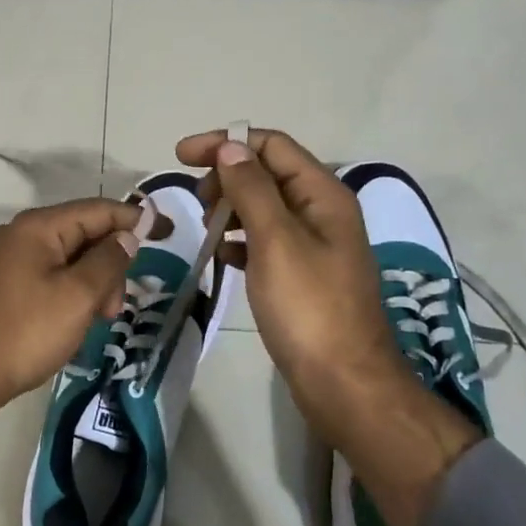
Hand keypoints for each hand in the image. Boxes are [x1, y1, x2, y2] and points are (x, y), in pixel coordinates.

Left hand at [0, 198, 140, 480]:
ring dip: (91, 284)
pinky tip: (73, 322)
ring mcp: (6, 260)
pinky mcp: (1, 285)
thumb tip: (127, 235)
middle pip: (82, 234)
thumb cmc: (25, 333)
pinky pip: (48, 276)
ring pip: (66, 259)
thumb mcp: (78, 296)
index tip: (168, 231)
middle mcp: (20, 234)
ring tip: (95, 322)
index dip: (135, 219)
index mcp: (38, 227)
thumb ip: (109, 260)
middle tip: (115, 308)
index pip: (98, 210)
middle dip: (109, 265)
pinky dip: (70, 293)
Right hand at [176, 127, 478, 525]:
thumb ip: (252, 190)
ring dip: (230, 208)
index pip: (272, 145)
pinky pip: (264, 242)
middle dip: (227, 177)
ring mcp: (313, 245)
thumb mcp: (276, 241)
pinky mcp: (302, 275)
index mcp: (323, 195)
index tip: (181, 155)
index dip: (226, 143)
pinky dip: (239, 241)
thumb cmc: (309, 308)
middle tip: (195, 202)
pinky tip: (221, 256)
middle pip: (268, 173)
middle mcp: (322, 212)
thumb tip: (229, 147)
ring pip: (263, 208)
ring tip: (203, 229)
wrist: (343, 382)